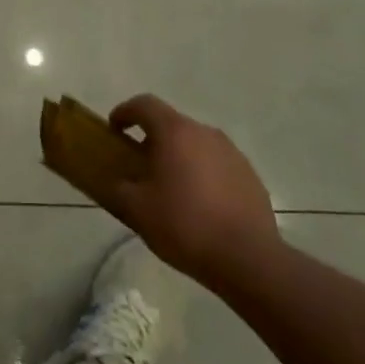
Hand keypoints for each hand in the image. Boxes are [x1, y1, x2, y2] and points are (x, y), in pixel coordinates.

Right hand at [107, 94, 280, 287]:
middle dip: (153, 140)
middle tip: (142, 167)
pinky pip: (218, 166)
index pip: (144, 104)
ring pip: (197, 145)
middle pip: (172, 125)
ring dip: (180, 158)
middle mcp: (205, 133)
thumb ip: (120, 188)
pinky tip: (201, 206)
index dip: (125, 112)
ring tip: (172, 190)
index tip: (114, 129)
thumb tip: (118, 181)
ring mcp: (232, 153)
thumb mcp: (137, 210)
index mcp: (175, 132)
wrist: (248, 259)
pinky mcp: (250, 176)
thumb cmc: (185, 225)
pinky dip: (203, 175)